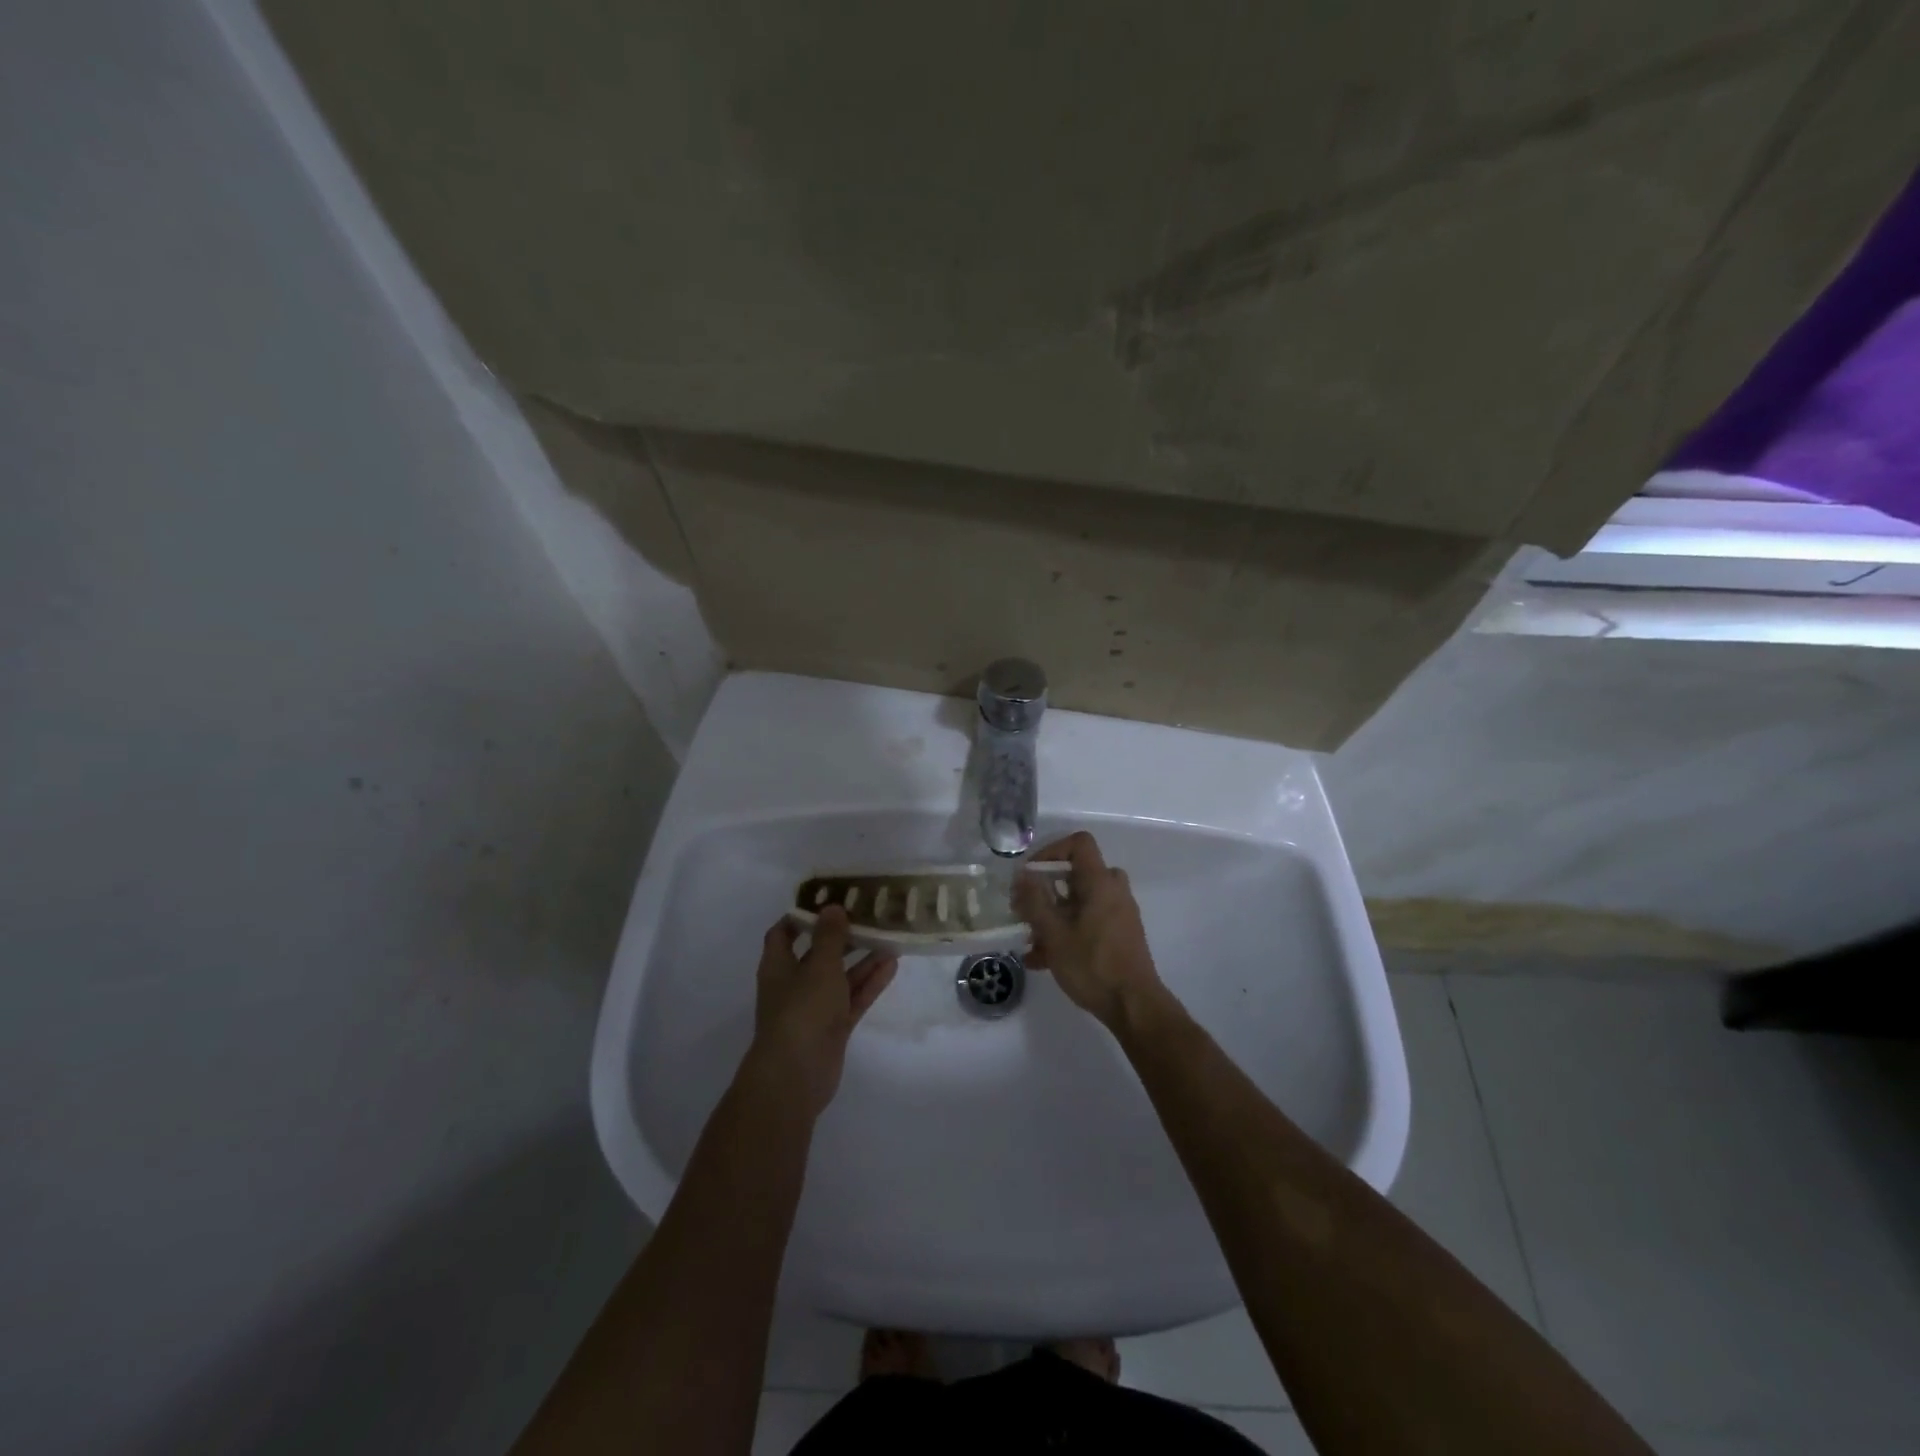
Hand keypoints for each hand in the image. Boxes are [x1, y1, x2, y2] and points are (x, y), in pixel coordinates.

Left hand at [745, 907, 896, 1117]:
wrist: (797, 1075)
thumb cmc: (802, 1010)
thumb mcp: (819, 966)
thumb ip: (830, 937)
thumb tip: (833, 907)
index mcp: (778, 966)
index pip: (784, 933)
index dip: (803, 916)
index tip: (829, 900)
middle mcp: (793, 984)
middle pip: (817, 954)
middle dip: (841, 936)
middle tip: (868, 916)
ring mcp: (814, 1008)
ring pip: (840, 977)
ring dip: (862, 959)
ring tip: (888, 938)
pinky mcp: (833, 1028)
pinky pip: (852, 998)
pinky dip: (869, 983)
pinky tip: (891, 965)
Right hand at [1014, 831, 1165, 1030]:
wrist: (1134, 1006)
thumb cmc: (1092, 965)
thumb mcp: (1054, 933)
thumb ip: (1035, 900)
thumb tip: (1021, 875)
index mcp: (1100, 882)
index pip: (1078, 843)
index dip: (1051, 851)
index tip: (1030, 875)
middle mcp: (1113, 890)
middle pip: (1075, 874)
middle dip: (1045, 890)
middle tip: (1024, 909)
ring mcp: (1118, 913)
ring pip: (1078, 901)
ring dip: (1052, 915)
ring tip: (1029, 941)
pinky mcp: (1119, 934)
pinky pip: (1087, 920)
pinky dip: (1066, 931)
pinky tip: (1041, 959)